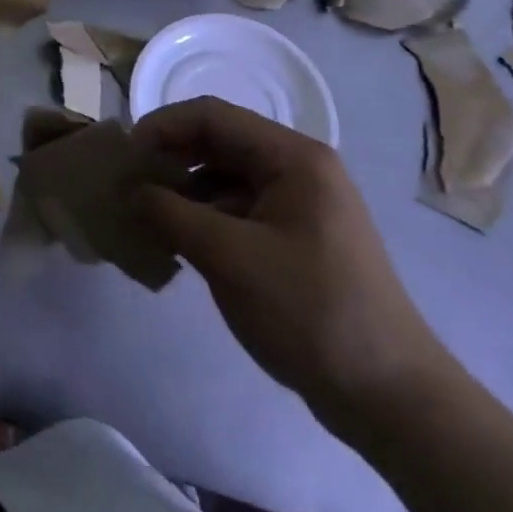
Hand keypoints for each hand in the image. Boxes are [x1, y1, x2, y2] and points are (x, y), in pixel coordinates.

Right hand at [133, 97, 462, 441]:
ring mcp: (299, 205)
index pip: (211, 116)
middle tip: (128, 186)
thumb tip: (129, 191)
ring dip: (181, 190)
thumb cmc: (308, 311)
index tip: (124, 159)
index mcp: (293, 158)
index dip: (161, 127)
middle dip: (169, 158)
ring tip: (144, 217)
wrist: (388, 394)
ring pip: (223, 177)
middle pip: (218, 142)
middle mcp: (298, 169)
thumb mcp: (227, 256)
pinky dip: (201, 217)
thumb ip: (169, 212)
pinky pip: (236, 209)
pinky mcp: (295, 238)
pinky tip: (176, 244)